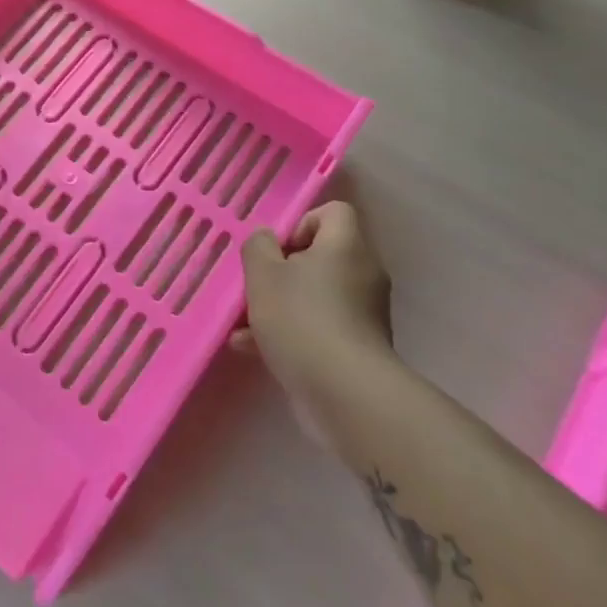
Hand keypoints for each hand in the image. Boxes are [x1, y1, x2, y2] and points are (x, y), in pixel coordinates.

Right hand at [236, 201, 393, 432]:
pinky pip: (318, 326)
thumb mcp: (263, 274)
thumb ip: (258, 246)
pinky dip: (289, 332)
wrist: (345, 393)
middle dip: (281, 270)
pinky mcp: (357, 348)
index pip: (332, 212)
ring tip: (243, 322)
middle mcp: (362, 274)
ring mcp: (363, 314)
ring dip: (278, 304)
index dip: (300, 223)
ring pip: (315, 294)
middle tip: (257, 285)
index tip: (275, 249)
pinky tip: (251, 348)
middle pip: (320, 256)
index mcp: (347, 246)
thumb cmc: (301, 319)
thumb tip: (267, 239)